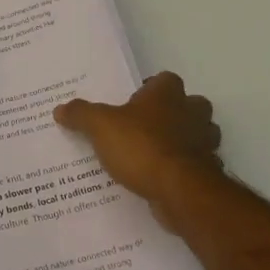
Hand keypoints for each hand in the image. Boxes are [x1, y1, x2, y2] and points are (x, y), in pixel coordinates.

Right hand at [54, 72, 224, 224]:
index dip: (152, 88)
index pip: (165, 80)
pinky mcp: (208, 172)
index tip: (135, 102)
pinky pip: (198, 166)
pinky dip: (186, 170)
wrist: (179, 190)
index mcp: (167, 94)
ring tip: (157, 153)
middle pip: (191, 105)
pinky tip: (166, 179)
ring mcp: (205, 143)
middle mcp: (192, 113)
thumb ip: (81, 115)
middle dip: (177, 113)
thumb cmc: (141, 146)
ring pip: (201, 135)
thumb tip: (60, 109)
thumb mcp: (100, 126)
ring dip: (186, 141)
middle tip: (148, 126)